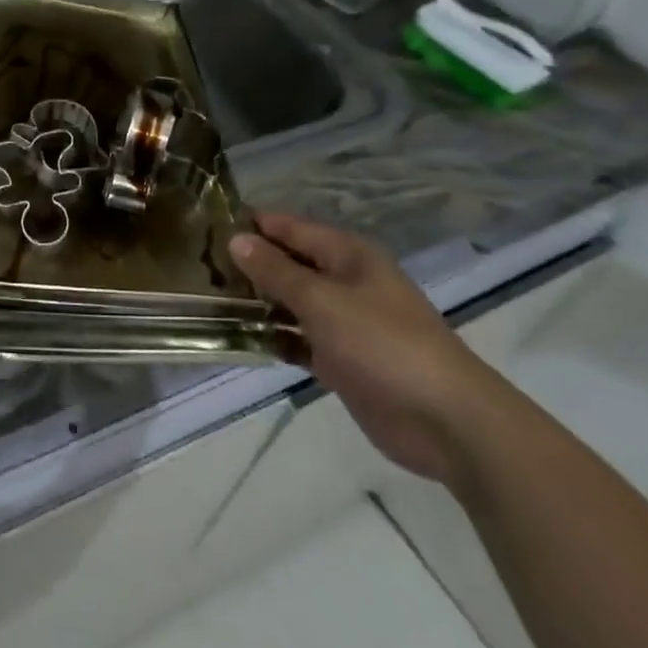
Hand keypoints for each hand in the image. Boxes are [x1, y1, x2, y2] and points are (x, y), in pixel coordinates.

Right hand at [230, 214, 500, 482]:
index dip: (253, 225)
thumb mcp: (322, 300)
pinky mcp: (342, 360)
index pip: (290, 227)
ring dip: (259, 301)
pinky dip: (274, 336)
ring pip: (291, 301)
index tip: (208, 226)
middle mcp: (345, 281)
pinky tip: (240, 337)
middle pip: (290, 262)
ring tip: (211, 298)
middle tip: (200, 265)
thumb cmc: (383, 344)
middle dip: (250, 263)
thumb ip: (276, 271)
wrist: (447, 422)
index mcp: (347, 255)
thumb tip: (236, 239)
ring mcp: (344, 322)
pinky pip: (298, 339)